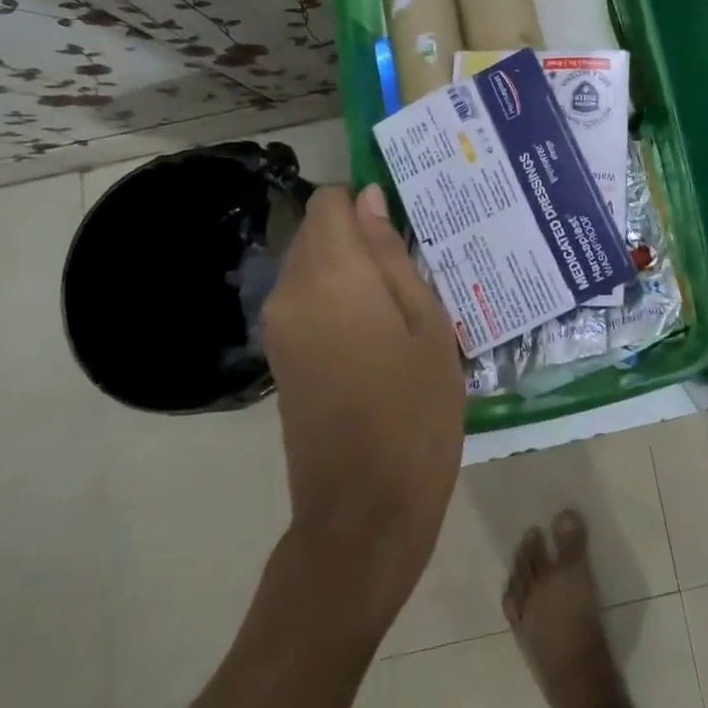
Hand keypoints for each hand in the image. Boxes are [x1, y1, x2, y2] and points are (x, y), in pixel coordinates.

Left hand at [259, 185, 464, 622]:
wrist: (363, 508)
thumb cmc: (415, 410)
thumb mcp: (427, 324)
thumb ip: (393, 256)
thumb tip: (370, 199)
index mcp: (332, 275)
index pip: (330, 201)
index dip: (366, 201)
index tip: (406, 223)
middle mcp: (292, 290)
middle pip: (317, 230)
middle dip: (359, 232)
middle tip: (416, 259)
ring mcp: (279, 325)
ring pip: (310, 263)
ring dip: (351, 265)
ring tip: (404, 294)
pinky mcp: (280, 355)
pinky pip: (306, 297)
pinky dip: (338, 294)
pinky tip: (380, 324)